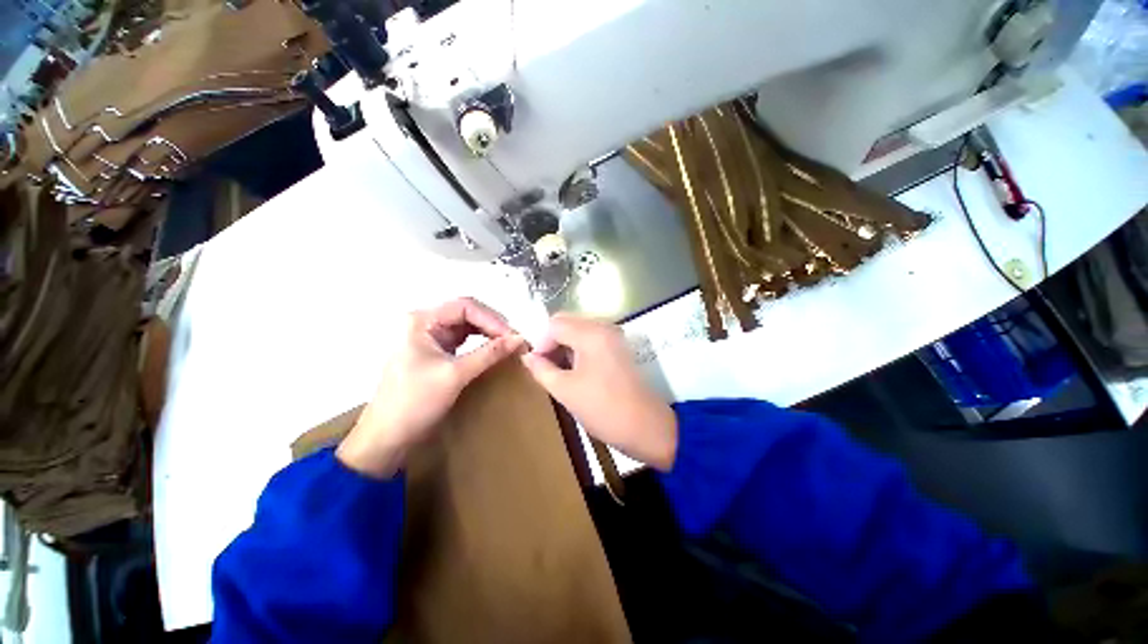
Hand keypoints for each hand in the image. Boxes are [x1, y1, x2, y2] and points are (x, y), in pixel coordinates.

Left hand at [337, 297, 523, 477]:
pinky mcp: (437, 352)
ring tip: (509, 343)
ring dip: (489, 332)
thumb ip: (489, 353)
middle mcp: (426, 323)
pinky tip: (494, 349)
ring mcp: (431, 338)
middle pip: (467, 313)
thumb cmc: (415, 402)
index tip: (513, 337)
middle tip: (514, 340)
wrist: (388, 437)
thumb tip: (520, 339)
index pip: (465, 307)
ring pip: (468, 325)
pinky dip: (482, 343)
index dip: (492, 319)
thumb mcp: (455, 375)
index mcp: (422, 321)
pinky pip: (465, 340)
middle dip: (492, 324)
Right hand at [520, 314, 677, 470]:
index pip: (555, 324)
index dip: (541, 342)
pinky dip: (578, 348)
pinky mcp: (619, 347)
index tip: (537, 365)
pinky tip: (575, 369)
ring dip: (564, 345)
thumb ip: (542, 369)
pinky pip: (591, 338)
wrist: (646, 427)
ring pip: (579, 330)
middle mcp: (604, 327)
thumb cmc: (603, 408)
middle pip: (568, 322)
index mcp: (591, 334)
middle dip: (551, 341)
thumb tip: (527, 356)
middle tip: (545, 367)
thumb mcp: (565, 390)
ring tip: (559, 371)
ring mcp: (614, 336)